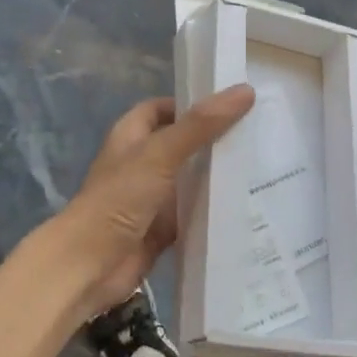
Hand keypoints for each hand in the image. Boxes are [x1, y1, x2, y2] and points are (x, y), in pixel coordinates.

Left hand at [44, 85, 255, 316]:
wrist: (91, 266)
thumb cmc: (120, 198)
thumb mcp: (161, 153)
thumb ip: (201, 124)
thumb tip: (245, 90)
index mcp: (132, 135)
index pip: (165, 108)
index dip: (193, 102)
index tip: (233, 103)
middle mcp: (143, 162)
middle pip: (184, 143)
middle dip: (215, 139)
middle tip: (259, 131)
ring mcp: (153, 197)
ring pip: (192, 179)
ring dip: (219, 175)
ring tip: (265, 164)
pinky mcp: (164, 228)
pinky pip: (195, 213)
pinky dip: (215, 210)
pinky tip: (248, 205)